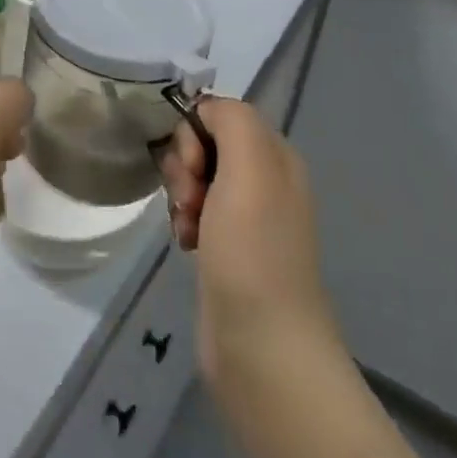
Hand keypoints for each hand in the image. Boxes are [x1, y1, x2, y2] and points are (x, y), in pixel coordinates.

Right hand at [157, 98, 335, 393]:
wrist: (262, 348)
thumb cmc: (253, 251)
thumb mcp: (250, 168)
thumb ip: (231, 120)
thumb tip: (205, 110)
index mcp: (275, 156)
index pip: (220, 114)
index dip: (194, 134)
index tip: (193, 168)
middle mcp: (265, 180)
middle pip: (205, 145)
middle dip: (185, 167)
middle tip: (190, 200)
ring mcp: (247, 217)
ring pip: (196, 179)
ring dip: (181, 196)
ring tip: (187, 228)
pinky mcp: (228, 248)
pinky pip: (195, 212)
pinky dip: (184, 222)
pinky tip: (186, 245)